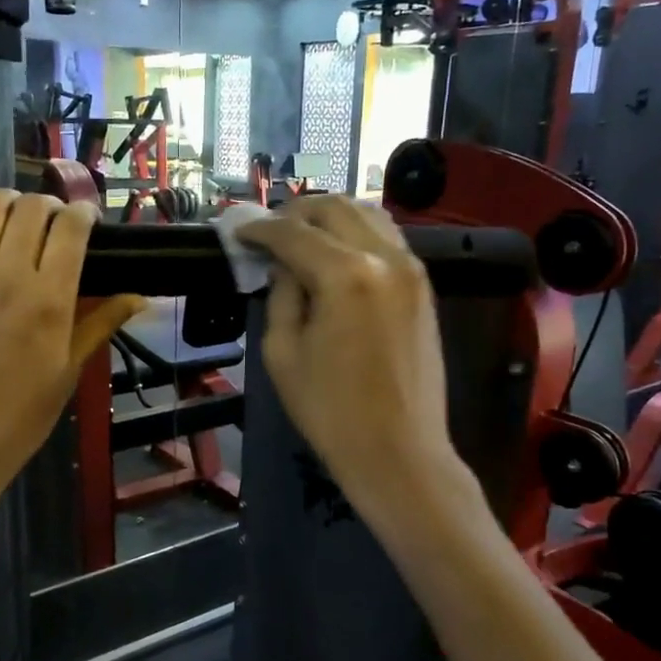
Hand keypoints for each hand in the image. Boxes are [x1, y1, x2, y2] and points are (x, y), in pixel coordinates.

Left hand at [0, 181, 144, 503]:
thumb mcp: (70, 370)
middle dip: (51, 206)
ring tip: (17, 214)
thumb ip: (101, 323)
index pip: (70, 229)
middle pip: (31, 211)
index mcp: (48, 299)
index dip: (84, 214)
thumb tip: (140, 297)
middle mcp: (4, 276)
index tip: (88, 220)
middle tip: (57, 225)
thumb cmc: (22, 417)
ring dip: (6, 201)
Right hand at [238, 196, 457, 508]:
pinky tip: (336, 252)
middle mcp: (384, 257)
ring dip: (329, 217)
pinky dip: (357, 233)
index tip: (237, 232)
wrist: (399, 452)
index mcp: (346, 275)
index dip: (259, 229)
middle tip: (268, 230)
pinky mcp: (423, 286)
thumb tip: (284, 266)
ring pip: (367, 214)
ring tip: (301, 235)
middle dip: (295, 212)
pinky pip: (387, 238)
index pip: (293, 233)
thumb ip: (281, 295)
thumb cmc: (330, 411)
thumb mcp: (283, 353)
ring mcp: (411, 268)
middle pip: (334, 208)